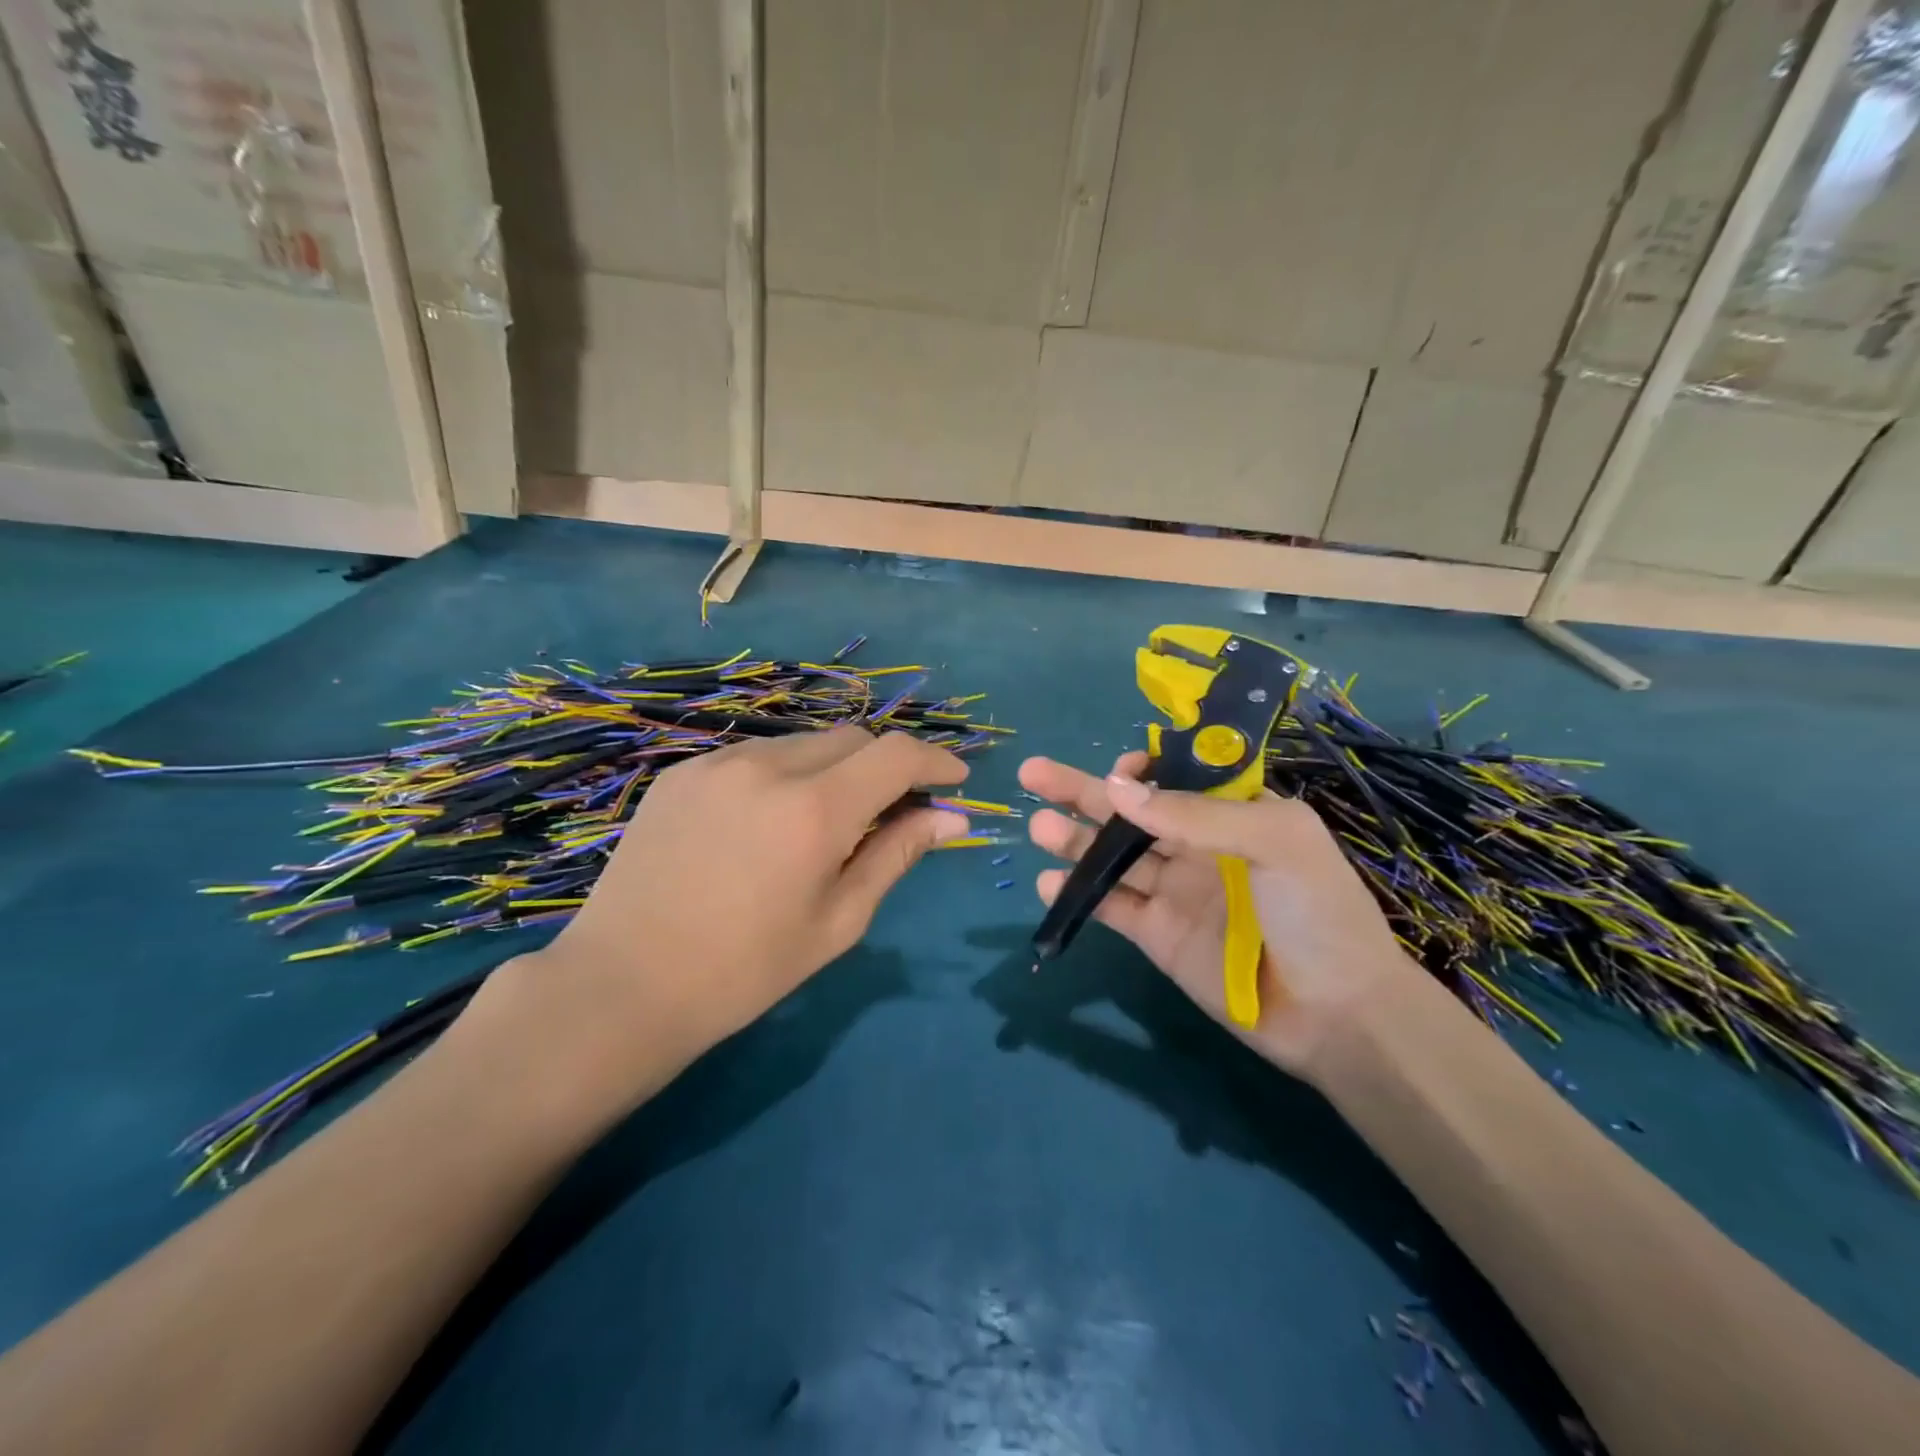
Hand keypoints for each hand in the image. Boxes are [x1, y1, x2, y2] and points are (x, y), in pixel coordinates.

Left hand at [466, 728, 968, 1123]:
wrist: (623, 985)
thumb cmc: (745, 970)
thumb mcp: (838, 921)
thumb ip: (897, 856)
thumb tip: (950, 819)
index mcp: (814, 809)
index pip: (896, 754)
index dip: (934, 761)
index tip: (953, 782)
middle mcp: (769, 767)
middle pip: (853, 739)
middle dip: (885, 767)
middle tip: (891, 812)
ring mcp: (718, 763)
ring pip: (804, 743)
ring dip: (834, 769)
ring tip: (826, 822)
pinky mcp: (683, 772)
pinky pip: (755, 756)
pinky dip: (784, 774)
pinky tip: (768, 821)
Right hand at [1022, 751, 1422, 1079]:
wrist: (1337, 1015)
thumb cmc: (1318, 913)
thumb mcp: (1274, 842)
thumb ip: (1194, 814)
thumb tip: (1116, 788)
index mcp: (1234, 813)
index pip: (1175, 777)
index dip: (1140, 769)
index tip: (1116, 769)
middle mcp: (1198, 846)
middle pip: (1130, 811)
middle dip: (1082, 791)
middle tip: (1033, 773)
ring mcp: (1175, 891)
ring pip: (1113, 856)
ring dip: (1073, 839)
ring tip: (1037, 826)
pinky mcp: (1158, 935)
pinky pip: (1112, 905)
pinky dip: (1079, 893)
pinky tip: (1049, 883)